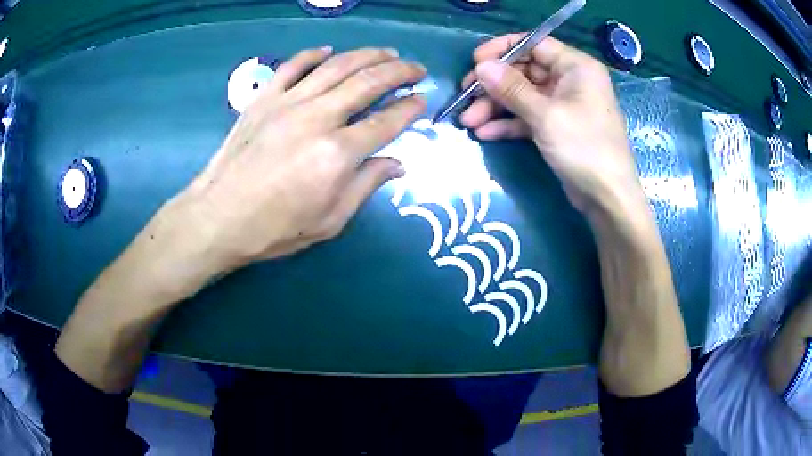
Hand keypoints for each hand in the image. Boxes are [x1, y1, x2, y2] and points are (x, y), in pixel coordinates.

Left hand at [172, 46, 426, 272]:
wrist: (218, 218)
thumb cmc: (274, 228)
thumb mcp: (329, 221)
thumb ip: (366, 186)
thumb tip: (397, 164)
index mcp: (337, 154)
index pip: (385, 122)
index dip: (410, 109)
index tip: (423, 101)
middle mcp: (317, 118)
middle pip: (367, 82)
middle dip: (399, 71)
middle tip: (417, 68)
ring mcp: (288, 103)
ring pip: (336, 66)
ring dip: (367, 55)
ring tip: (388, 52)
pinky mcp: (264, 98)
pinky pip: (293, 66)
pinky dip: (313, 55)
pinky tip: (328, 50)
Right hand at [459, 35, 642, 219]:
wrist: (607, 198)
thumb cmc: (584, 147)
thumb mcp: (546, 115)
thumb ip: (512, 88)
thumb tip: (481, 66)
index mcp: (575, 67)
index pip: (534, 44)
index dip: (502, 50)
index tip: (475, 62)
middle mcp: (569, 80)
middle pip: (524, 71)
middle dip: (494, 86)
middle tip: (465, 96)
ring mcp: (562, 105)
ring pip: (522, 96)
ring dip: (495, 107)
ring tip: (468, 121)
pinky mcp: (556, 127)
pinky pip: (528, 117)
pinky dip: (508, 123)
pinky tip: (485, 133)